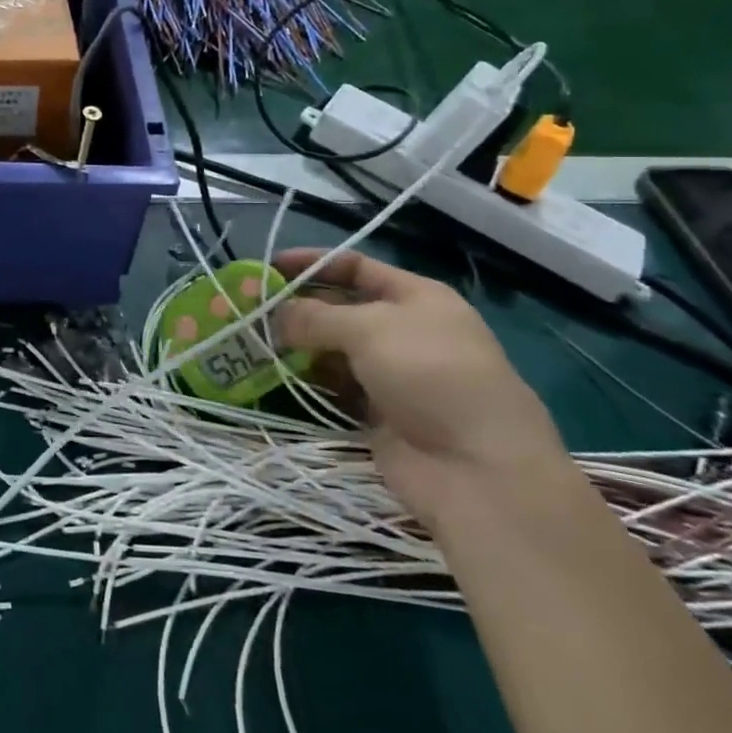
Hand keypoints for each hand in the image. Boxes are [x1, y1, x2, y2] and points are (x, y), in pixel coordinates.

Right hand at [272, 249, 568, 527]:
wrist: (479, 469)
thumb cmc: (430, 375)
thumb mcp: (370, 329)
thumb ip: (315, 316)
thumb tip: (276, 315)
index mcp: (416, 297)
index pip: (356, 267)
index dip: (313, 263)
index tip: (269, 267)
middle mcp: (405, 331)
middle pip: (342, 308)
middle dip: (299, 306)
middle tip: (252, 310)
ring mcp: (393, 375)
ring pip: (335, 350)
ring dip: (299, 345)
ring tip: (255, 342)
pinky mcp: (379, 414)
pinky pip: (336, 387)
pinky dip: (310, 380)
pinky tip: (277, 376)